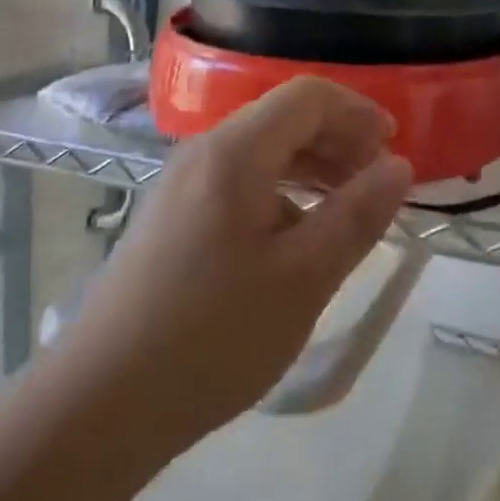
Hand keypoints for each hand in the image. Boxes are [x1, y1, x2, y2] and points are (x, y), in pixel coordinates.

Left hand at [53, 76, 412, 448]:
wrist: (100, 404)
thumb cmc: (212, 335)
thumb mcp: (303, 278)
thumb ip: (356, 215)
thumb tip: (399, 166)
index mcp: (235, 151)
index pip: (307, 97)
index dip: (358, 111)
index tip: (394, 147)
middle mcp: (205, 151)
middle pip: (283, 118)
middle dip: (339, 139)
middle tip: (378, 182)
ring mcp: (182, 183)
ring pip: (262, 150)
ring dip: (312, 166)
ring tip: (347, 207)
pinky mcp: (172, 216)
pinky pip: (239, 181)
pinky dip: (281, 192)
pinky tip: (297, 238)